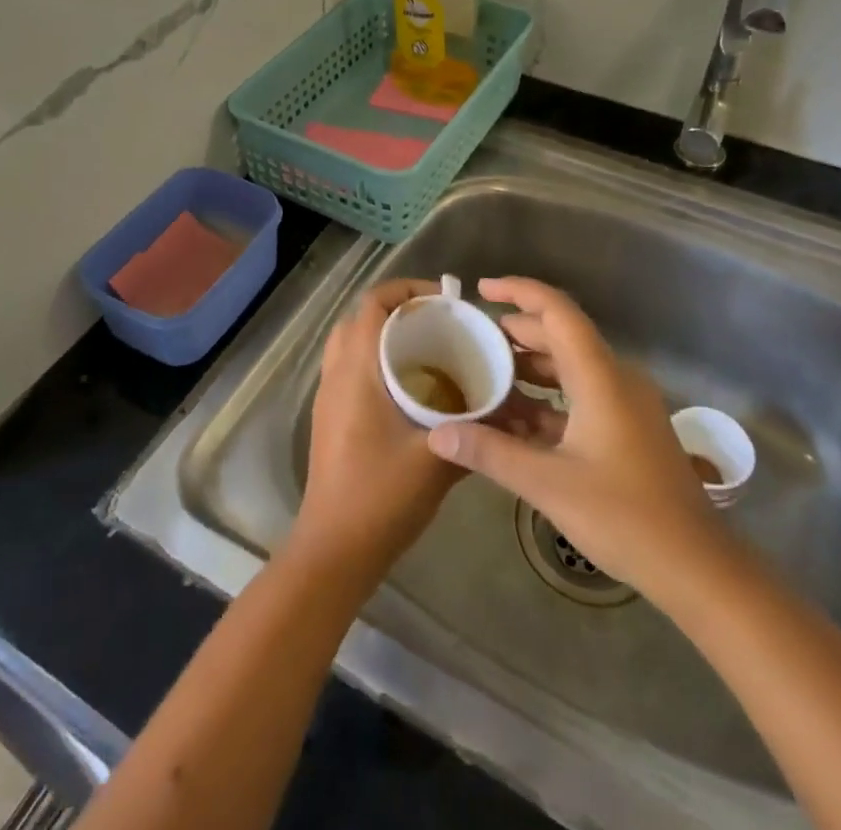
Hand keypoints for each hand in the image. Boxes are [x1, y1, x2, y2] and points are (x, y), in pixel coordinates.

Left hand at [291, 279, 460, 584]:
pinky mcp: (329, 417)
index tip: (444, 302)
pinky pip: (350, 369)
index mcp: (357, 369)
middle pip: (360, 318)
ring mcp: (328, 396)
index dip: (407, 290)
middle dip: (398, 311)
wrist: (334, 549)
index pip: (373, 302)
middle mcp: (336, 373)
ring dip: (384, 337)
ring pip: (352, 344)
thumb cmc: (381, 496)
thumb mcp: (437, 460)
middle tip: (438, 326)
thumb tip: (512, 409)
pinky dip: (376, 362)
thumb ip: (475, 430)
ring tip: (428, 352)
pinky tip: (410, 390)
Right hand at [426, 277, 720, 601]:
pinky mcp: (630, 428)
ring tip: (488, 374)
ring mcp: (626, 403)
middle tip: (474, 339)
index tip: (481, 289)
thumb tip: (438, 433)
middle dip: (517, 332)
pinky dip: (549, 398)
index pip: (557, 311)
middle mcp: (616, 378)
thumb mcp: (548, 484)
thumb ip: (490, 452)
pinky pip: (583, 394)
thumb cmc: (624, 516)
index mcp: (600, 376)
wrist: (696, 566)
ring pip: (572, 366)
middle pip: (562, 335)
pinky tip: (518, 418)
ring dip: (531, 367)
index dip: (518, 291)